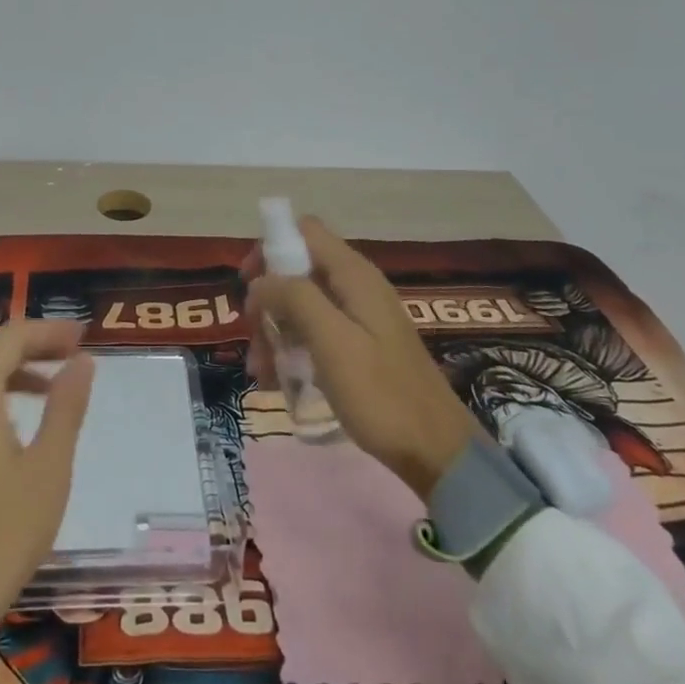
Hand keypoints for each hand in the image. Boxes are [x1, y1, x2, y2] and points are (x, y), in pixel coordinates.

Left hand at [0, 318, 94, 680]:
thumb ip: (66, 407)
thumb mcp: (48, 469)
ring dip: (11, 369)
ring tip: (53, 384)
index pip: (9, 338)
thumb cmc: (0, 535)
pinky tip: (17, 419)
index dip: (48, 331)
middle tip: (72, 354)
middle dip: (31, 345)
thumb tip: (83, 361)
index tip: (84, 336)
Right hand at [244, 216, 478, 499]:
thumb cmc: (381, 393)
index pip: (304, 231)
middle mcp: (356, 287)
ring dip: (275, 331)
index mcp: (354, 275)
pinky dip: (291, 349)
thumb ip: (295, 299)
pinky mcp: (359, 346)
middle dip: (268, 300)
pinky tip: (276, 381)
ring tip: (260, 371)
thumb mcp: (332, 341)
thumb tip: (260, 281)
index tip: (248, 285)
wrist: (435, 451)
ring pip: (302, 305)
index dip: (270, 248)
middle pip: (298, 270)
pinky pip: (314, 333)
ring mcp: (359, 318)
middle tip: (253, 337)